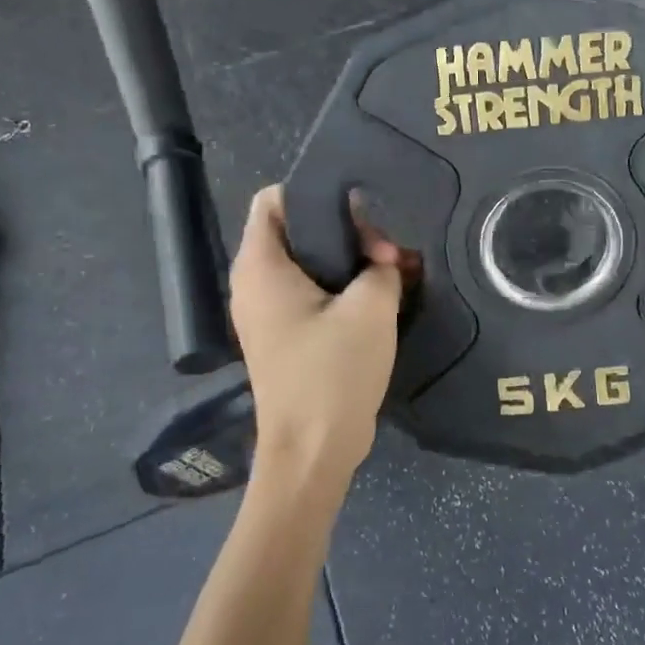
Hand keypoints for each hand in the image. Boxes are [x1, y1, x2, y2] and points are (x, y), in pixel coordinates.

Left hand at [229, 186, 404, 490]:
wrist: (313, 452)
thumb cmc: (333, 373)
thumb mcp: (371, 308)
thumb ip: (382, 267)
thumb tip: (384, 260)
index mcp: (261, 266)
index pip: (274, 199)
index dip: (317, 193)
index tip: (360, 210)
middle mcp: (254, 283)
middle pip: (296, 229)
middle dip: (344, 229)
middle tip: (386, 248)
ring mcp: (266, 312)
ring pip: (307, 262)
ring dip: (349, 261)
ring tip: (391, 269)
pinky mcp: (284, 335)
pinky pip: (310, 292)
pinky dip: (342, 287)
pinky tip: (380, 295)